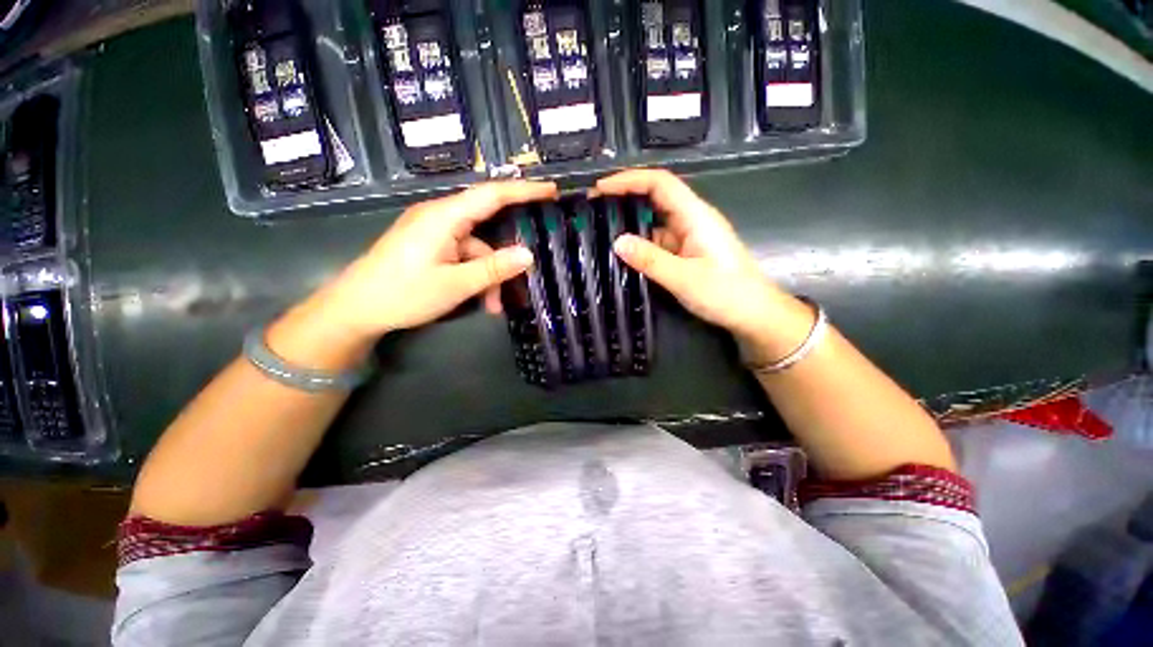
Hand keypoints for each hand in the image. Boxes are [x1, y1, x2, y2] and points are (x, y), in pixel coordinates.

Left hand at [324, 180, 557, 338]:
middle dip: (506, 256)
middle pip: (487, 229)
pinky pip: (463, 257)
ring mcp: (435, 233)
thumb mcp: (455, 284)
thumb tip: (529, 255)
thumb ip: (494, 269)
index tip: (551, 191)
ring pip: (477, 250)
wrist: (355, 310)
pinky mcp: (431, 247)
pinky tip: (480, 301)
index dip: (525, 190)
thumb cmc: (403, 293)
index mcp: (444, 217)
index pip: (492, 194)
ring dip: (489, 276)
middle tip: (527, 272)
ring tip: (493, 306)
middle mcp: (440, 217)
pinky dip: (475, 277)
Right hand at [596, 169, 811, 357]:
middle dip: (624, 197)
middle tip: (594, 208)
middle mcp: (691, 220)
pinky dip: (639, 243)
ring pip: (654, 221)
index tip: (601, 189)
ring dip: (629, 222)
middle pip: (655, 197)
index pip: (660, 183)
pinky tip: (622, 252)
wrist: (754, 314)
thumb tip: (617, 242)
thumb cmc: (727, 294)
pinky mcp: (685, 253)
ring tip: (601, 229)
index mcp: (695, 216)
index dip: (629, 180)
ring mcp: (688, 237)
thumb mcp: (685, 278)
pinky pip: (658, 241)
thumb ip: (651, 260)